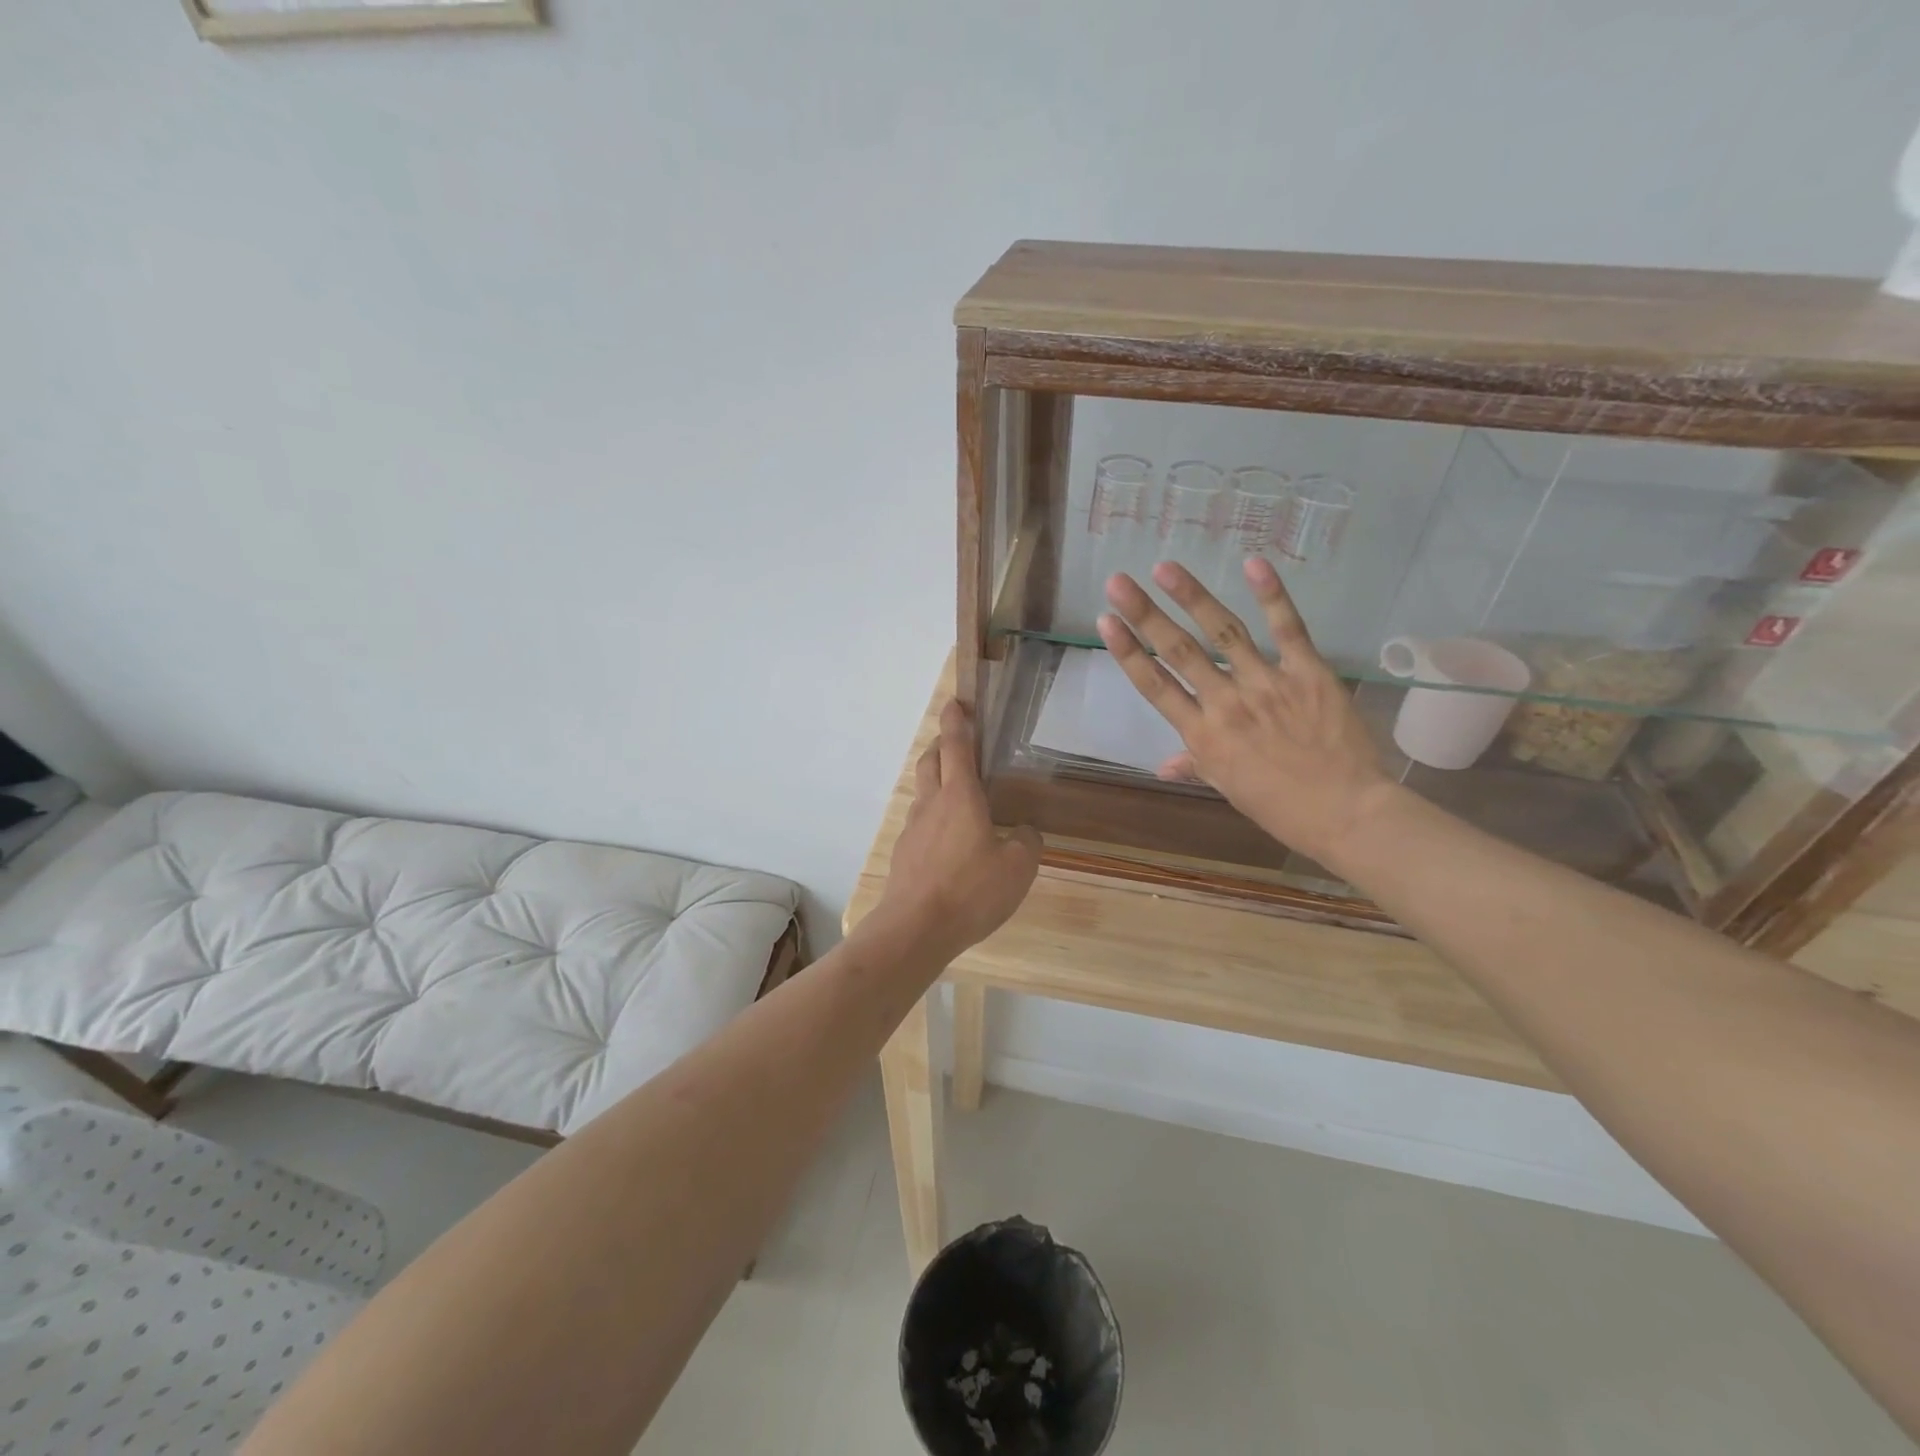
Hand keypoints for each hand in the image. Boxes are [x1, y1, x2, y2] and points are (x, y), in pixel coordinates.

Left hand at [870, 699, 1040, 960]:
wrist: (915, 928)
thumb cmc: (971, 891)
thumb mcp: (1017, 868)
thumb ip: (1026, 843)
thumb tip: (1024, 831)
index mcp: (960, 797)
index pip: (958, 746)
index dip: (957, 721)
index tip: (956, 702)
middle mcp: (932, 804)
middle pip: (931, 761)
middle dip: (943, 745)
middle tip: (959, 743)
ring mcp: (913, 829)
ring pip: (923, 791)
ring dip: (936, 780)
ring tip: (958, 793)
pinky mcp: (904, 854)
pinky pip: (920, 822)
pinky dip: (934, 816)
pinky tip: (949, 840)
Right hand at [1096, 559, 1394, 865]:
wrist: (1346, 813)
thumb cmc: (1281, 806)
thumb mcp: (1228, 788)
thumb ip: (1194, 766)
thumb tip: (1162, 766)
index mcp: (1203, 735)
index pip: (1155, 686)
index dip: (1128, 652)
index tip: (1106, 622)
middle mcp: (1226, 703)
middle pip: (1179, 652)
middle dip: (1145, 615)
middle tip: (1118, 582)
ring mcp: (1267, 684)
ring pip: (1224, 632)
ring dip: (1192, 597)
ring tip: (1165, 567)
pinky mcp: (1307, 673)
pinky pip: (1288, 629)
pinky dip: (1272, 595)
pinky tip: (1253, 563)